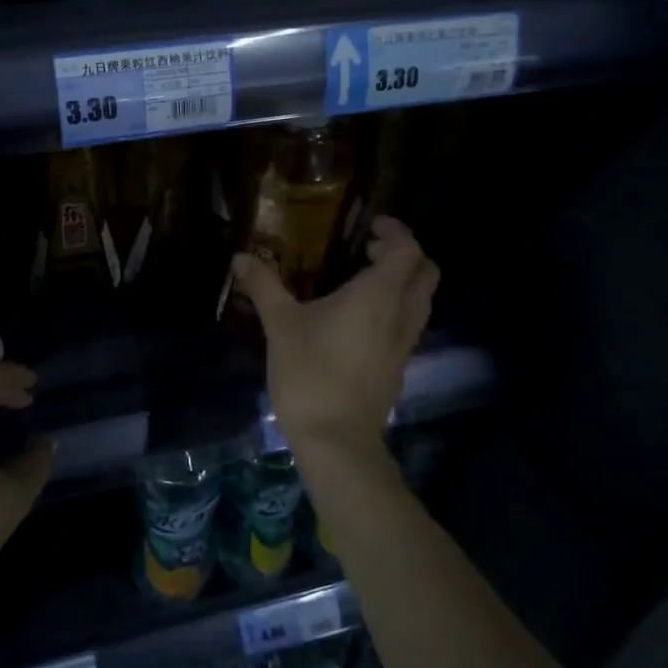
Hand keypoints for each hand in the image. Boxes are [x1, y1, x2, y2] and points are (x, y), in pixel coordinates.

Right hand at [232, 216, 439, 457]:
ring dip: (403, 283)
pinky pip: (409, 325)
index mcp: (379, 295)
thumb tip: (241, 257)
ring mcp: (405, 343)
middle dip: (405, 254)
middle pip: (426, 272)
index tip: (370, 227)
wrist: (336, 439)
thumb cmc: (310, 372)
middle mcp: (402, 314)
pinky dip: (396, 309)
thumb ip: (264, 286)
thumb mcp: (280, 325)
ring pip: (422, 301)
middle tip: (368, 251)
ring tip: (363, 282)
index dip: (396, 231)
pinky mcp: (399, 367)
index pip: (408, 249)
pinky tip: (360, 321)